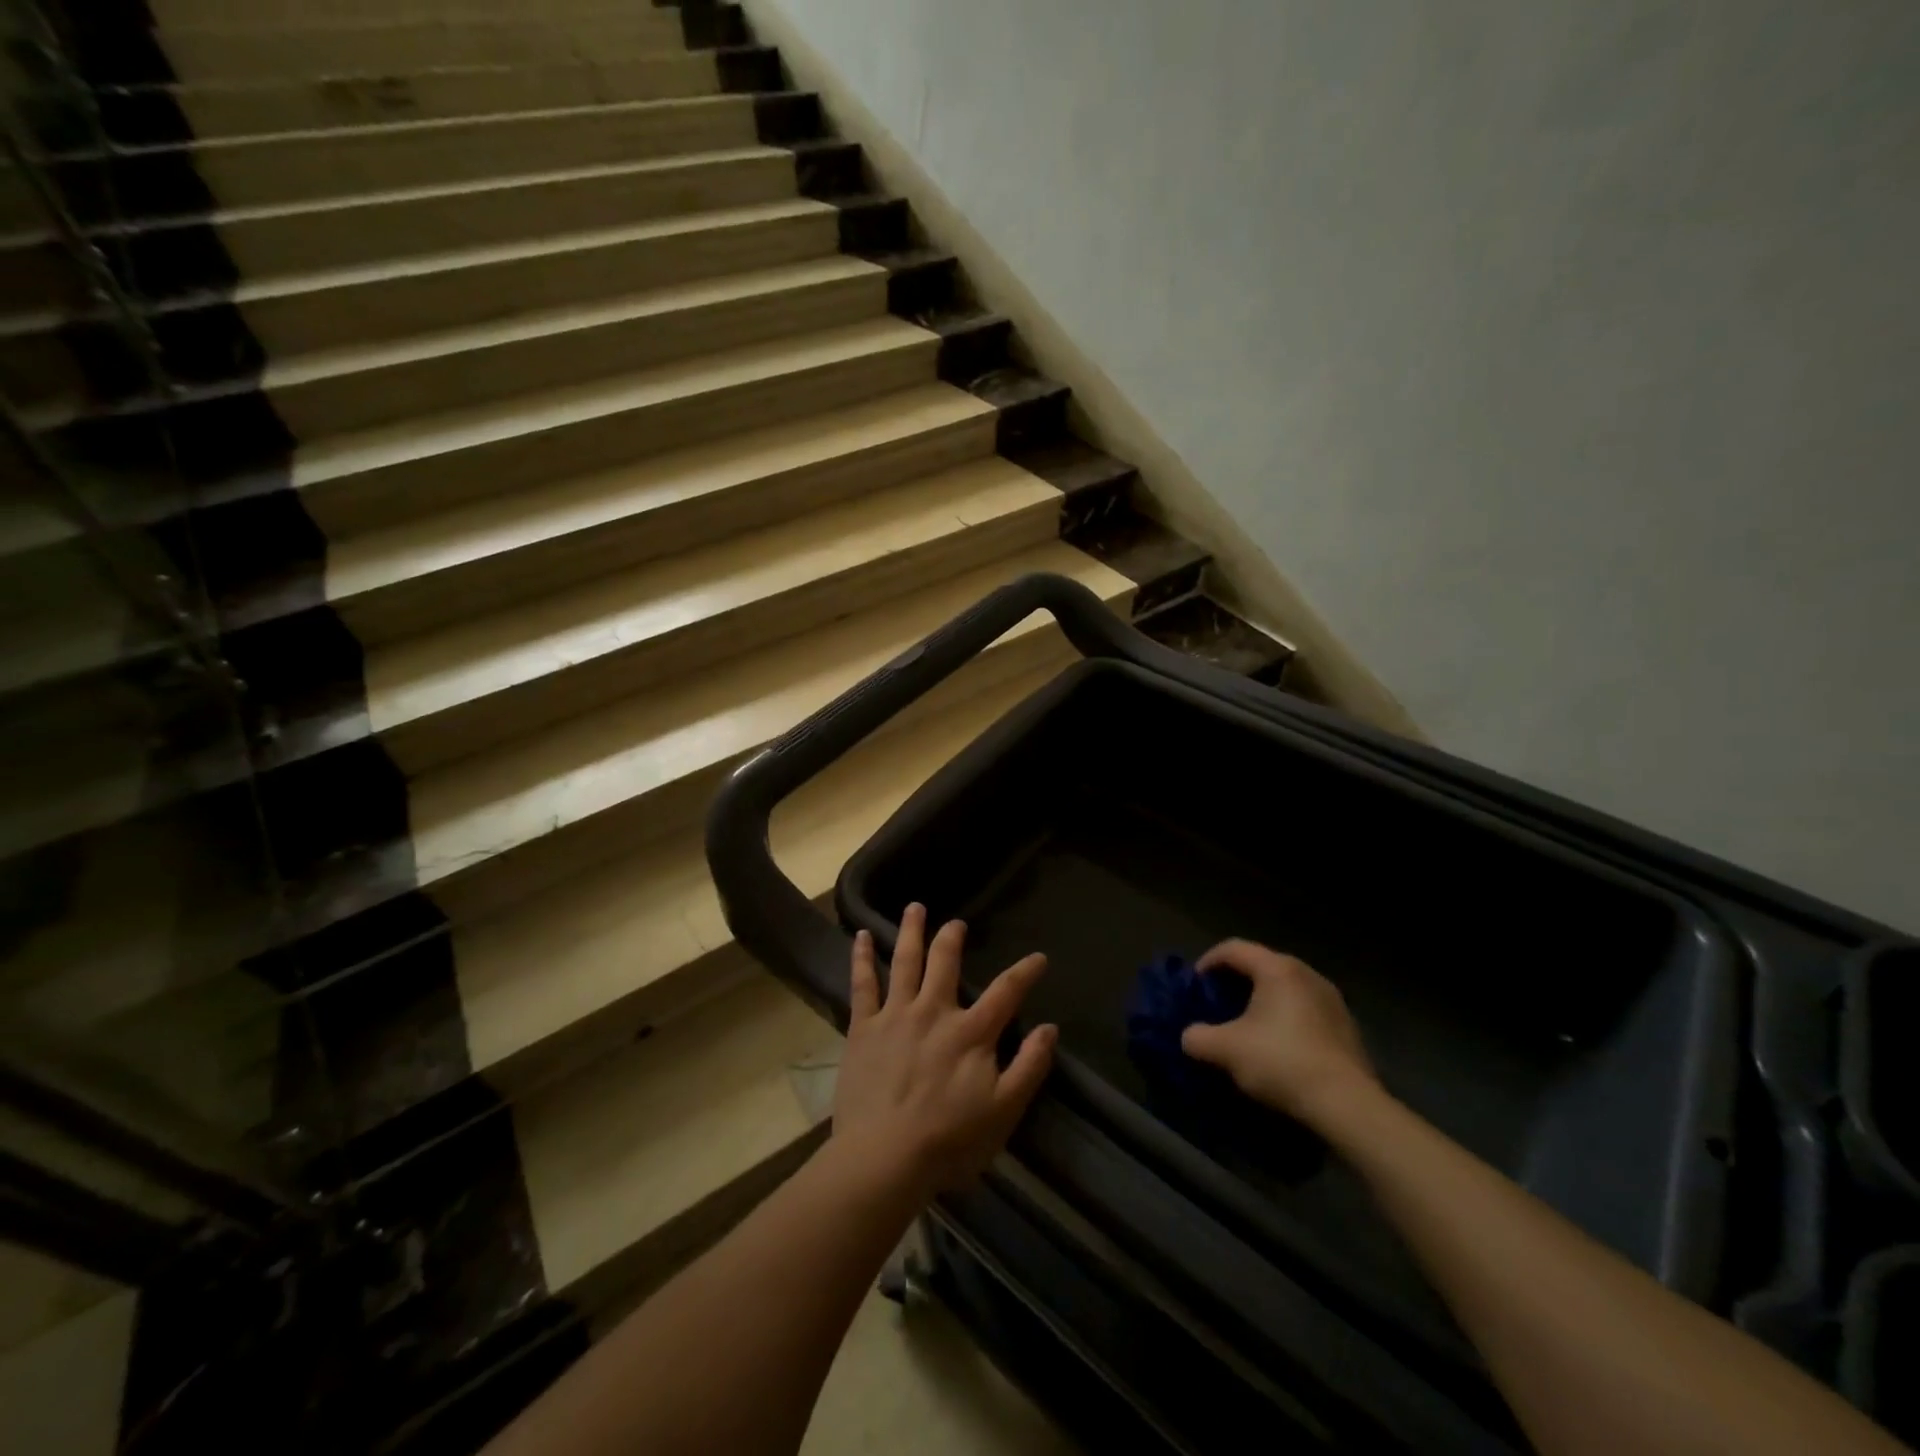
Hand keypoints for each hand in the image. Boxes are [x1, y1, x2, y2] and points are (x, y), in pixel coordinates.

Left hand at [832, 904, 1057, 1198]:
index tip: (1039, 957)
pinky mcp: (863, 1028)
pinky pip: (862, 984)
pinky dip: (861, 957)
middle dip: (953, 938)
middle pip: (945, 962)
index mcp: (971, 1032)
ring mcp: (895, 1015)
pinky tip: (859, 936)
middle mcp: (934, 1011)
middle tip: (956, 923)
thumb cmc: (949, 1141)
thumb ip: (1029, 1067)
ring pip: (904, 961)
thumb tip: (1050, 1029)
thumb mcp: (1004, 1111)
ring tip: (914, 908)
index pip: (1006, 992)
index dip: (1025, 971)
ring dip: (910, 931)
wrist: (884, 1158)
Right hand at [1179, 940, 1378, 1125]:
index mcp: (1278, 969)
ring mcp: (1332, 1000)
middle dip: (1236, 981)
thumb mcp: (1226, 1049)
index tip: (1195, 985)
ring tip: (1247, 1026)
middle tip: (1218, 1004)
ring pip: (1286, 988)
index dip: (1208, 961)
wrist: (1347, 1105)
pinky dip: (1286, 1019)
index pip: (1233, 948)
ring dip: (1263, 1001)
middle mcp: (1307, 974)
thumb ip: (1198, 1037)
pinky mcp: (1347, 1027)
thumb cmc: (1281, 1061)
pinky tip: (1279, 1046)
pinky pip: (1306, 1010)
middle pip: (1262, 965)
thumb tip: (1190, 1037)